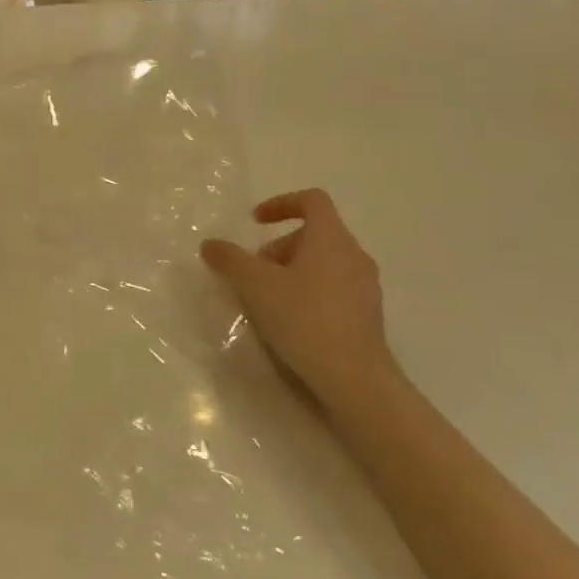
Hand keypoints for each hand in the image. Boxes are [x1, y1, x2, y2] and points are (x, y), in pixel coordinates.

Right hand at [201, 189, 394, 408]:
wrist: (355, 378)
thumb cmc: (303, 319)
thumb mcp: (255, 285)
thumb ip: (230, 260)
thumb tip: (210, 244)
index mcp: (330, 238)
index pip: (312, 200)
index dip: (281, 203)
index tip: (255, 222)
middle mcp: (354, 254)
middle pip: (315, 234)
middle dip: (279, 247)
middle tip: (254, 272)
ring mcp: (366, 286)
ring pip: (324, 263)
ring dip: (292, 270)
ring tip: (268, 299)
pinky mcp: (368, 314)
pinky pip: (334, 288)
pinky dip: (309, 291)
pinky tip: (291, 321)